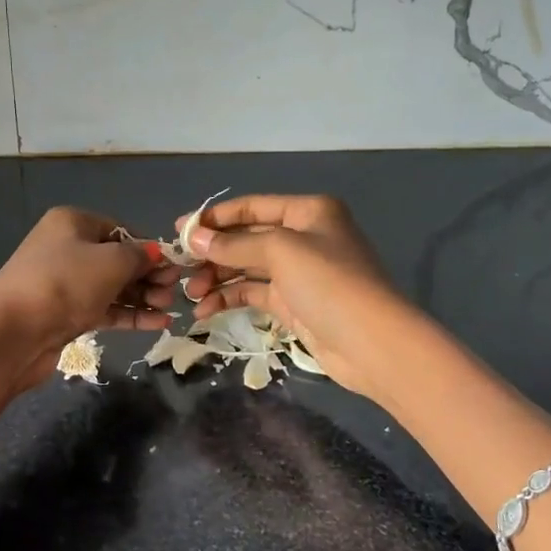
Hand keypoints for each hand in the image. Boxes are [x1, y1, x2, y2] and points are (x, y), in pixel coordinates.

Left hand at [0, 207, 175, 413]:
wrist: (11, 332)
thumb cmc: (64, 283)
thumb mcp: (111, 261)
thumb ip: (140, 256)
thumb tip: (158, 254)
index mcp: (73, 223)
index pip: (121, 230)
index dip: (149, 248)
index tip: (174, 267)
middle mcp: (67, 248)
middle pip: (118, 259)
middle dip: (148, 276)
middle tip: (174, 292)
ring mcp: (65, 284)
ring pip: (113, 287)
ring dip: (142, 297)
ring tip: (169, 310)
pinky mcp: (65, 315)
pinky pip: (105, 310)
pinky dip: (129, 315)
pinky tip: (158, 324)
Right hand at [177, 194, 413, 399]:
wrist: (372, 343)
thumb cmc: (328, 283)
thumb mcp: (280, 252)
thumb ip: (234, 244)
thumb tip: (193, 237)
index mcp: (308, 212)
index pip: (252, 207)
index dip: (215, 218)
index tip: (179, 231)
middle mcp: (304, 237)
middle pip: (247, 238)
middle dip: (213, 252)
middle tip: (179, 268)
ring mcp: (299, 273)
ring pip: (247, 268)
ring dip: (217, 278)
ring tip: (190, 295)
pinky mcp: (294, 304)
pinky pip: (254, 294)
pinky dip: (230, 300)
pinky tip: (205, 312)